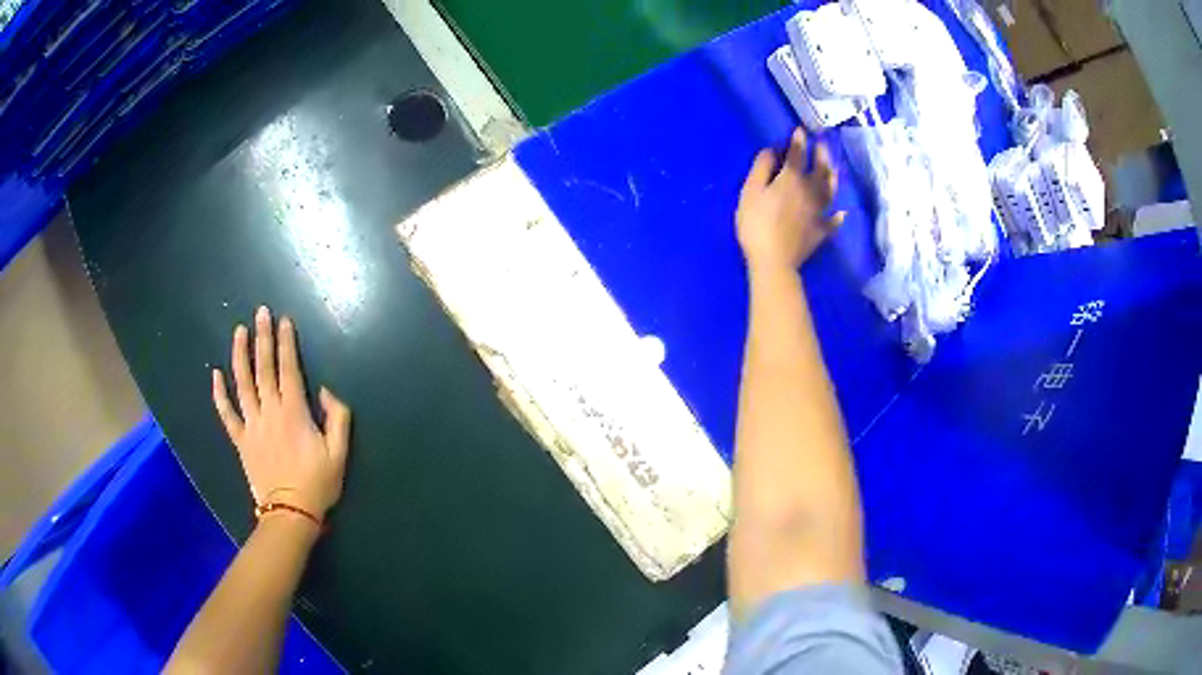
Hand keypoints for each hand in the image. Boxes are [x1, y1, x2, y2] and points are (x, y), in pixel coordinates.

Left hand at [212, 306, 351, 520]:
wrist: (291, 513)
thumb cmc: (318, 483)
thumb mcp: (340, 453)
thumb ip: (337, 418)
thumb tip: (324, 390)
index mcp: (294, 413)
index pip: (288, 369)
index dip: (286, 343)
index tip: (283, 320)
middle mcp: (269, 412)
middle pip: (263, 369)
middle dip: (262, 338)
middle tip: (260, 313)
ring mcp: (251, 425)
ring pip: (242, 384)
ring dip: (239, 356)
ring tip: (238, 332)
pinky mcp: (240, 440)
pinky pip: (227, 413)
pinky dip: (219, 394)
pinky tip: (215, 374)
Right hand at [736, 128, 843, 271]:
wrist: (774, 261)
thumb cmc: (756, 224)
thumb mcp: (750, 192)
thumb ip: (761, 168)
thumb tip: (771, 151)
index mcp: (792, 179)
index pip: (796, 154)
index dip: (798, 141)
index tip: (800, 130)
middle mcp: (810, 191)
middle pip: (819, 169)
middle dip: (820, 154)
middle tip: (822, 143)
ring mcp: (818, 212)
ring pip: (829, 190)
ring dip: (832, 177)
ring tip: (833, 168)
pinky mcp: (821, 231)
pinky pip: (833, 221)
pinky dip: (837, 216)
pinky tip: (841, 213)